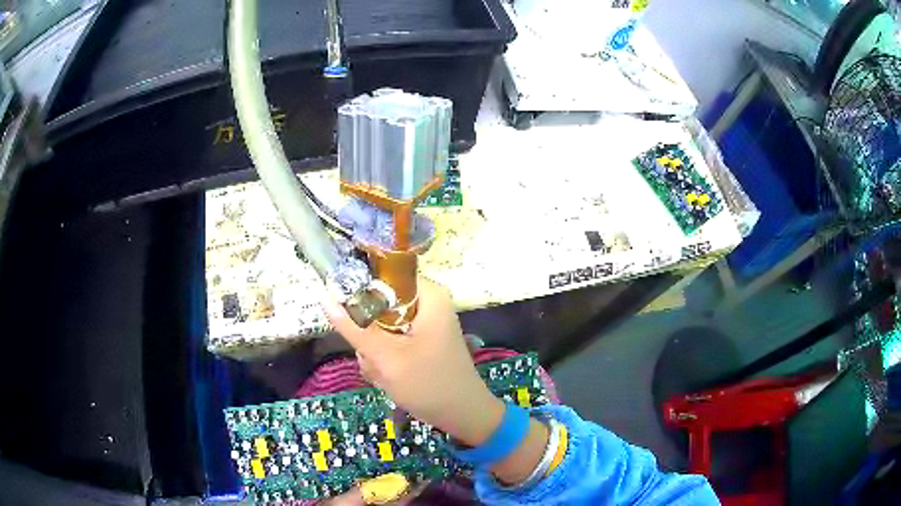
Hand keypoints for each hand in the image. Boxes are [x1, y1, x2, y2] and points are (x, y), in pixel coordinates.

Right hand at [322, 278, 504, 445]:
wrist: (462, 416)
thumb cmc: (429, 384)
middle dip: (369, 335)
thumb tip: (324, 297)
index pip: (383, 273)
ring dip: (375, 352)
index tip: (348, 316)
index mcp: (428, 294)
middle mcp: (427, 303)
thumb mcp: (386, 356)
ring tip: (384, 373)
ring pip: (380, 326)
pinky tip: (390, 378)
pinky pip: (390, 341)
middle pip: (378, 303)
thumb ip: (354, 327)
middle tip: (374, 358)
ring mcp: (424, 324)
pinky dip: (385, 360)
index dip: (359, 291)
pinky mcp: (420, 341)